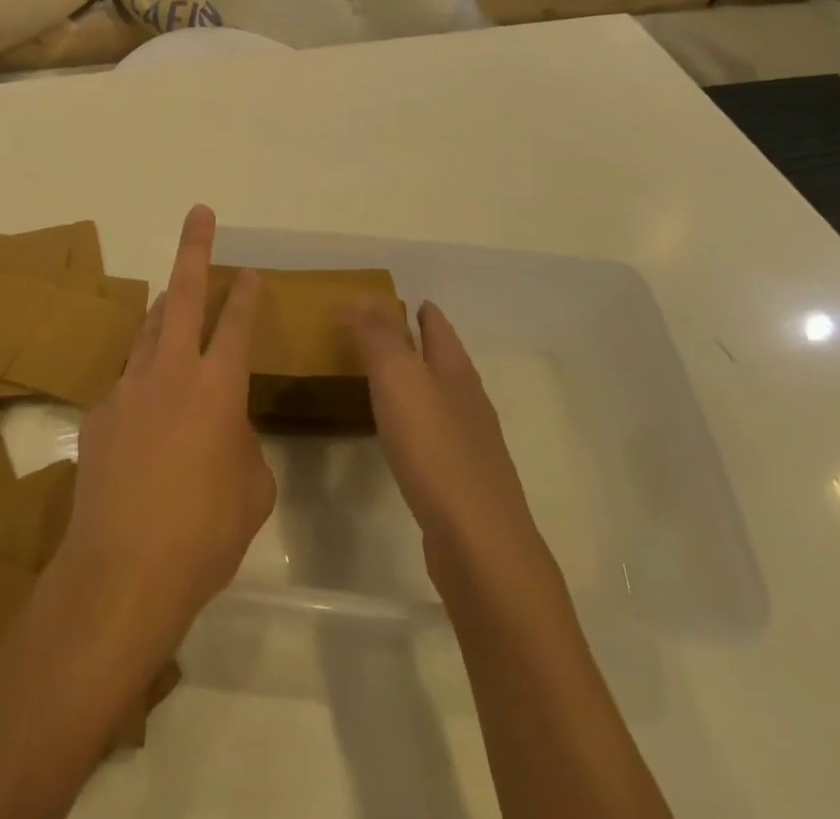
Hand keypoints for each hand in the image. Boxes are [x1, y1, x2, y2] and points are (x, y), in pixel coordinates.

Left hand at [54, 206, 276, 655]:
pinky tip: (145, 416)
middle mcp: (171, 372)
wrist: (122, 573)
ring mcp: (128, 388)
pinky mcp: (98, 413)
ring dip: (165, 311)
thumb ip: (243, 445)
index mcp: (218, 388)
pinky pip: (127, 383)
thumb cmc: (204, 535)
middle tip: (199, 213)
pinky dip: (142, 384)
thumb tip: (225, 430)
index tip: (252, 271)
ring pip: (149, 331)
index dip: (248, 294)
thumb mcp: (251, 491)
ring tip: (174, 300)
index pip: (238, 324)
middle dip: (194, 249)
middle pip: (184, 295)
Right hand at [349, 299, 556, 602]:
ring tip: (392, 381)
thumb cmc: (435, 450)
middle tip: (389, 334)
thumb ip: (379, 337)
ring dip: (421, 384)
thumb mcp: (399, 380)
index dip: (423, 312)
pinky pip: (437, 437)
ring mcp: (472, 446)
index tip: (407, 299)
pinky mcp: (463, 484)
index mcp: (456, 373)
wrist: (478, 544)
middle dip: (424, 345)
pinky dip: (419, 423)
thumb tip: (361, 296)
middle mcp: (469, 403)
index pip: (439, 329)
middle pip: (447, 362)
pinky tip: (405, 438)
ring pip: (444, 400)